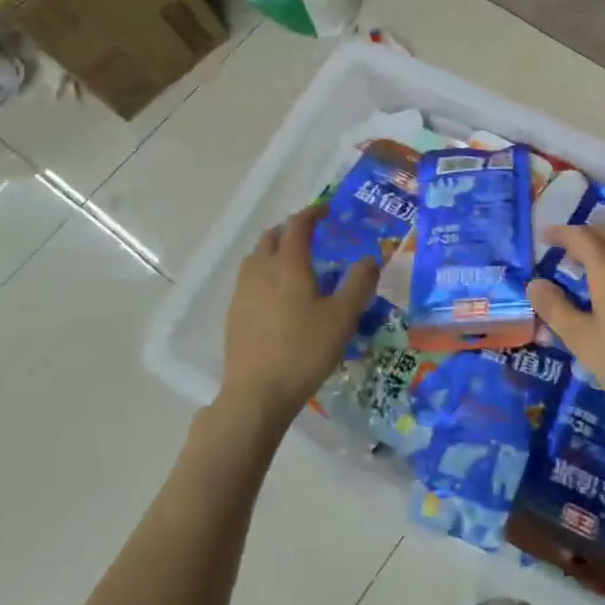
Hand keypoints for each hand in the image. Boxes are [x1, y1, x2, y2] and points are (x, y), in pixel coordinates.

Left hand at [221, 204, 378, 425]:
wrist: (257, 394)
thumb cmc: (304, 350)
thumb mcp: (342, 317)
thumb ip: (359, 284)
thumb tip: (371, 258)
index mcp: (288, 265)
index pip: (298, 225)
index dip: (312, 213)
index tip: (327, 210)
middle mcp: (261, 271)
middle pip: (271, 237)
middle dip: (291, 230)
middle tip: (311, 236)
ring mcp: (242, 293)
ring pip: (256, 258)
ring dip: (274, 251)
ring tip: (294, 264)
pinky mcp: (233, 315)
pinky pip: (249, 281)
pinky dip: (264, 274)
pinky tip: (278, 297)